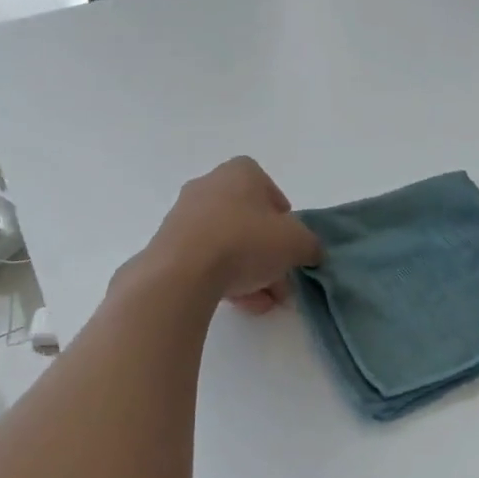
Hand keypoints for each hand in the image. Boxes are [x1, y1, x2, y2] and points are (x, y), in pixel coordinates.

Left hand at [146, 157, 321, 313]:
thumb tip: (310, 251)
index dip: (283, 215)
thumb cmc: (245, 241)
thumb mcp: (296, 243)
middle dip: (268, 252)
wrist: (182, 272)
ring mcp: (184, 216)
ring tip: (264, 301)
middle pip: (247, 220)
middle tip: (281, 280)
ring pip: (227, 243)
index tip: (290, 241)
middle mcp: (209, 186)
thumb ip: (310, 245)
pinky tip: (242, 304)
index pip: (267, 187)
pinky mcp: (168, 245)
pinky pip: (205, 260)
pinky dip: (224, 278)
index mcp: (240, 172)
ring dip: (249, 271)